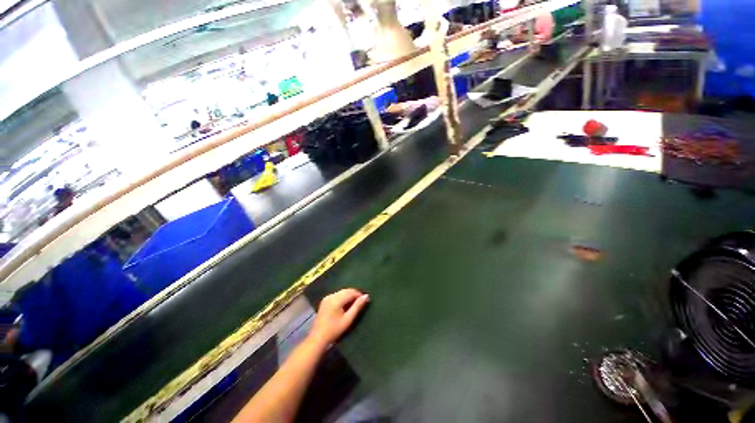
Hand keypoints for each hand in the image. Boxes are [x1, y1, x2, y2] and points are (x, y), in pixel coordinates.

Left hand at [309, 289, 369, 346]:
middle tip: (361, 305)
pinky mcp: (324, 302)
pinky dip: (343, 299)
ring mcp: (326, 298)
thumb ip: (357, 306)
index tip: (366, 302)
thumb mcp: (348, 319)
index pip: (351, 292)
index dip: (360, 295)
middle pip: (345, 291)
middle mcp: (330, 296)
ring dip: (349, 297)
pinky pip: (336, 296)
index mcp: (335, 300)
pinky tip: (346, 307)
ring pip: (341, 293)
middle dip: (354, 295)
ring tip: (354, 307)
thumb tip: (366, 296)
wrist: (319, 336)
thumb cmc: (335, 329)